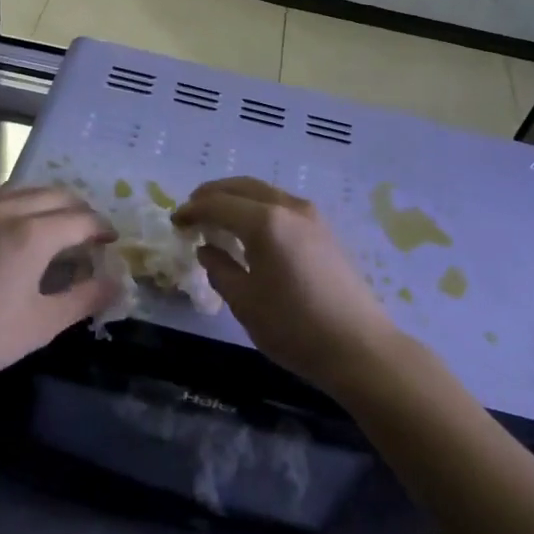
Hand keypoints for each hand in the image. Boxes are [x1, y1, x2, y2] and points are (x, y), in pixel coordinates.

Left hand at [0, 185, 119, 382]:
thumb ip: (84, 299)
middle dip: (81, 211)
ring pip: (27, 188)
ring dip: (50, 202)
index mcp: (34, 233)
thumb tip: (116, 283)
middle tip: (89, 235)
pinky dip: (19, 202)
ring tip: (56, 226)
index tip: (111, 244)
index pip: (83, 220)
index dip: (103, 230)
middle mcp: (9, 207)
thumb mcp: (40, 324)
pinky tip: (14, 224)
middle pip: (58, 195)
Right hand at [173, 177, 400, 387]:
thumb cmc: (294, 327)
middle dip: (212, 195)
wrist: (358, 346)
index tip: (174, 222)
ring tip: (216, 219)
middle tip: (191, 211)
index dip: (192, 210)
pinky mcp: (323, 230)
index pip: (217, 204)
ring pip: (264, 192)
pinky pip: (281, 204)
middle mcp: (288, 207)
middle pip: (242, 187)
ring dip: (236, 199)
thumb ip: (219, 268)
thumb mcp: (244, 302)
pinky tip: (249, 230)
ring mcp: (311, 216)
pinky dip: (257, 208)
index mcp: (265, 222)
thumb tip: (207, 248)